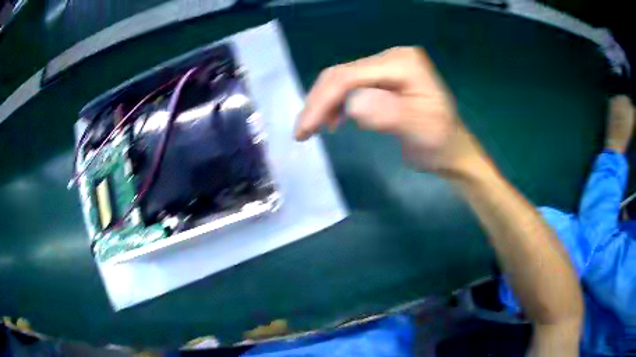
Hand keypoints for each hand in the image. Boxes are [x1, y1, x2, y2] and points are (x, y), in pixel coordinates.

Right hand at [295, 47, 484, 173]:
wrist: (452, 150)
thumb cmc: (439, 143)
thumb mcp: (419, 130)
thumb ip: (388, 113)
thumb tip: (351, 105)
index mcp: (402, 64)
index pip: (350, 76)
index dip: (323, 101)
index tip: (304, 131)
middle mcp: (392, 57)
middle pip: (342, 74)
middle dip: (318, 102)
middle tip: (302, 132)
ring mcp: (387, 67)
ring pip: (342, 80)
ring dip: (323, 103)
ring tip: (313, 129)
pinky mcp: (383, 79)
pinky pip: (350, 86)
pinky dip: (336, 103)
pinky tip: (333, 120)